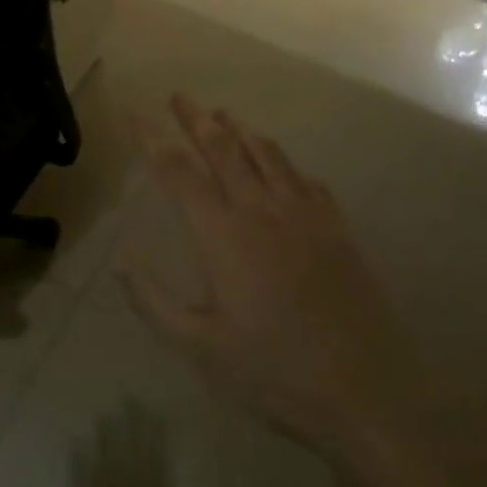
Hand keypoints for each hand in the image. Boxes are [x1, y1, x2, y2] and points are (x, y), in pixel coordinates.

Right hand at [121, 95, 409, 459]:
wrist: (367, 390)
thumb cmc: (274, 371)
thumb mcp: (200, 347)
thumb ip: (153, 302)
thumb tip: (119, 261)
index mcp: (222, 233)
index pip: (178, 171)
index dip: (153, 139)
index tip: (136, 113)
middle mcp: (260, 209)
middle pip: (223, 149)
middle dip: (196, 119)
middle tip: (179, 96)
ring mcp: (303, 214)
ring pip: (266, 155)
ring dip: (240, 130)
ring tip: (223, 114)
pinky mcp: (335, 227)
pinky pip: (304, 179)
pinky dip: (284, 162)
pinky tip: (282, 164)